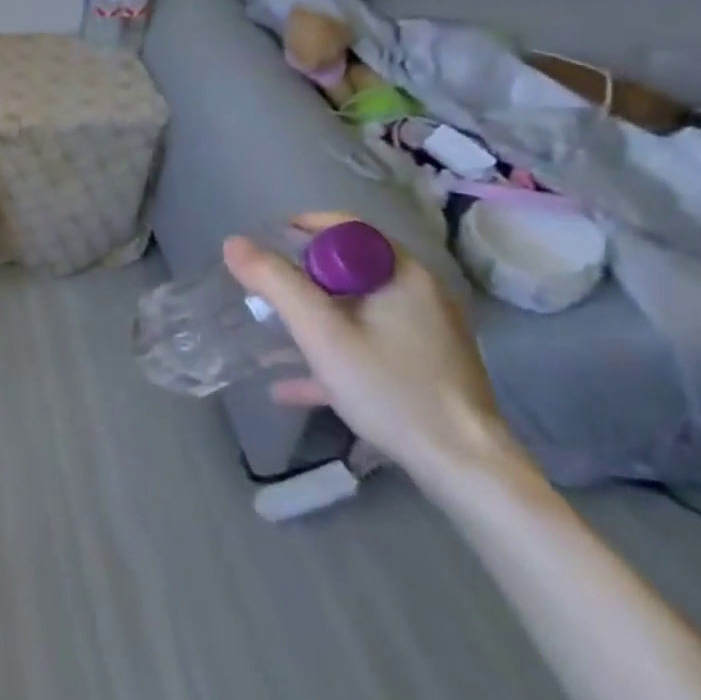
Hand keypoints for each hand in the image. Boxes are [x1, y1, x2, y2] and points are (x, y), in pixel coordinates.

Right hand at [223, 213, 518, 487]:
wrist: (467, 471)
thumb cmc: (392, 389)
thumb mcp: (321, 333)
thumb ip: (275, 283)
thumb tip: (233, 243)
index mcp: (400, 273)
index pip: (342, 228)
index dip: (298, 232)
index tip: (263, 253)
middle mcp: (418, 293)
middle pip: (345, 269)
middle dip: (297, 279)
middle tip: (261, 295)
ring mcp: (425, 332)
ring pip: (354, 309)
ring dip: (310, 319)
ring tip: (268, 334)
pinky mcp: (424, 368)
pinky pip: (368, 345)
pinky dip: (331, 353)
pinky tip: (290, 384)